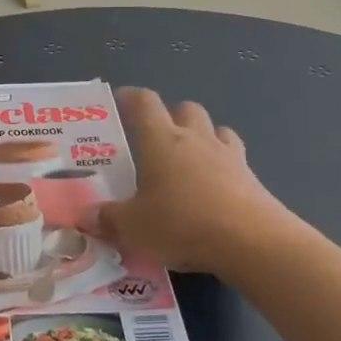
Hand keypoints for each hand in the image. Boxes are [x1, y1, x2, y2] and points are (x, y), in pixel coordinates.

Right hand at [98, 88, 295, 272]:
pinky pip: (236, 159)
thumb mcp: (134, 227)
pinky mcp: (252, 179)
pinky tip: (215, 188)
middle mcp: (196, 139)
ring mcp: (229, 156)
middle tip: (156, 136)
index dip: (131, 97)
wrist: (253, 242)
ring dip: (203, 135)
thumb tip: (87, 216)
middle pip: (186, 108)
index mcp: (162, 141)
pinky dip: (223, 166)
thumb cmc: (183, 224)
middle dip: (171, 114)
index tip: (120, 100)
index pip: (145, 103)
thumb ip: (109, 219)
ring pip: (216, 129)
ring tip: (190, 158)